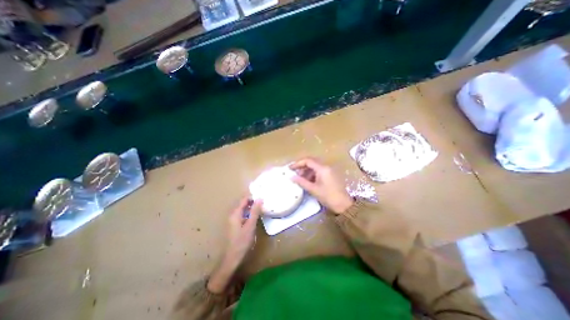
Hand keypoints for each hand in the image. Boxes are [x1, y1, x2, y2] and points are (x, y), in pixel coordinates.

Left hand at [209, 196, 262, 293]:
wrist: (232, 258)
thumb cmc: (242, 241)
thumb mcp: (250, 225)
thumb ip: (255, 211)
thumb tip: (260, 198)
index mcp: (235, 213)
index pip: (244, 199)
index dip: (253, 197)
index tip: (262, 198)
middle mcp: (233, 215)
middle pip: (243, 204)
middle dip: (253, 202)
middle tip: (263, 203)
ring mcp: (233, 220)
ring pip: (244, 210)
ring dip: (252, 208)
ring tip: (261, 209)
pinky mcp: (235, 225)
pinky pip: (243, 215)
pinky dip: (249, 214)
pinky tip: (256, 218)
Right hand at [291, 156, 354, 212]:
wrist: (343, 205)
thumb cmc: (328, 196)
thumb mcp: (313, 189)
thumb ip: (301, 182)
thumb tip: (291, 177)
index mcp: (322, 168)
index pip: (308, 161)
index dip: (298, 163)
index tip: (290, 168)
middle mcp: (326, 166)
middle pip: (312, 162)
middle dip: (302, 166)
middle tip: (294, 172)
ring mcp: (329, 170)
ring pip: (315, 166)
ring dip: (307, 170)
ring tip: (300, 178)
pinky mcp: (331, 175)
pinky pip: (319, 171)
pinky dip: (312, 174)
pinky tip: (308, 181)